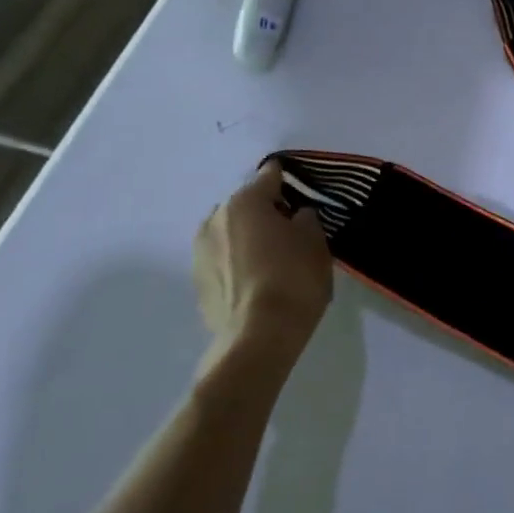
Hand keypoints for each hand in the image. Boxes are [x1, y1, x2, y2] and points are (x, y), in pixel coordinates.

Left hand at [193, 162, 334, 374]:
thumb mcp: (316, 241)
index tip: (303, 189)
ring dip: (250, 237)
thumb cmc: (293, 278)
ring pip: (231, 232)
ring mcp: (200, 252)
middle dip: (266, 212)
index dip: (288, 179)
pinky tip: (259, 279)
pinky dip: (240, 261)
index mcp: (245, 203)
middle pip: (246, 205)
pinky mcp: (197, 282)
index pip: (269, 176)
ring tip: (274, 256)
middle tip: (292, 229)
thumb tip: (296, 217)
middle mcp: (215, 219)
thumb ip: (306, 219)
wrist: (258, 336)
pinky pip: (224, 259)